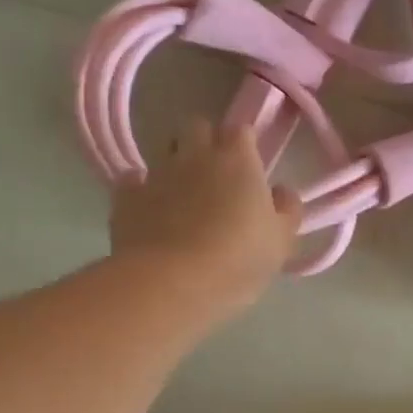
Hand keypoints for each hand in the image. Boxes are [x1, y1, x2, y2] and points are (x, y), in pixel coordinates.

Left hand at [110, 117, 302, 319]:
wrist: (170, 284)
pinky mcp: (126, 197)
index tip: (249, 168)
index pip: (241, 130)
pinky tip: (150, 210)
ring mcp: (157, 173)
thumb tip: (281, 191)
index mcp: (237, 159)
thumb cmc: (237, 260)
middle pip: (199, 128)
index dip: (244, 146)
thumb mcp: (281, 242)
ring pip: (165, 150)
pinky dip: (141, 190)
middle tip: (215, 177)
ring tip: (183, 195)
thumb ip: (287, 210)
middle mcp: (195, 155)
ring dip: (175, 164)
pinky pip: (133, 182)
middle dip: (206, 143)